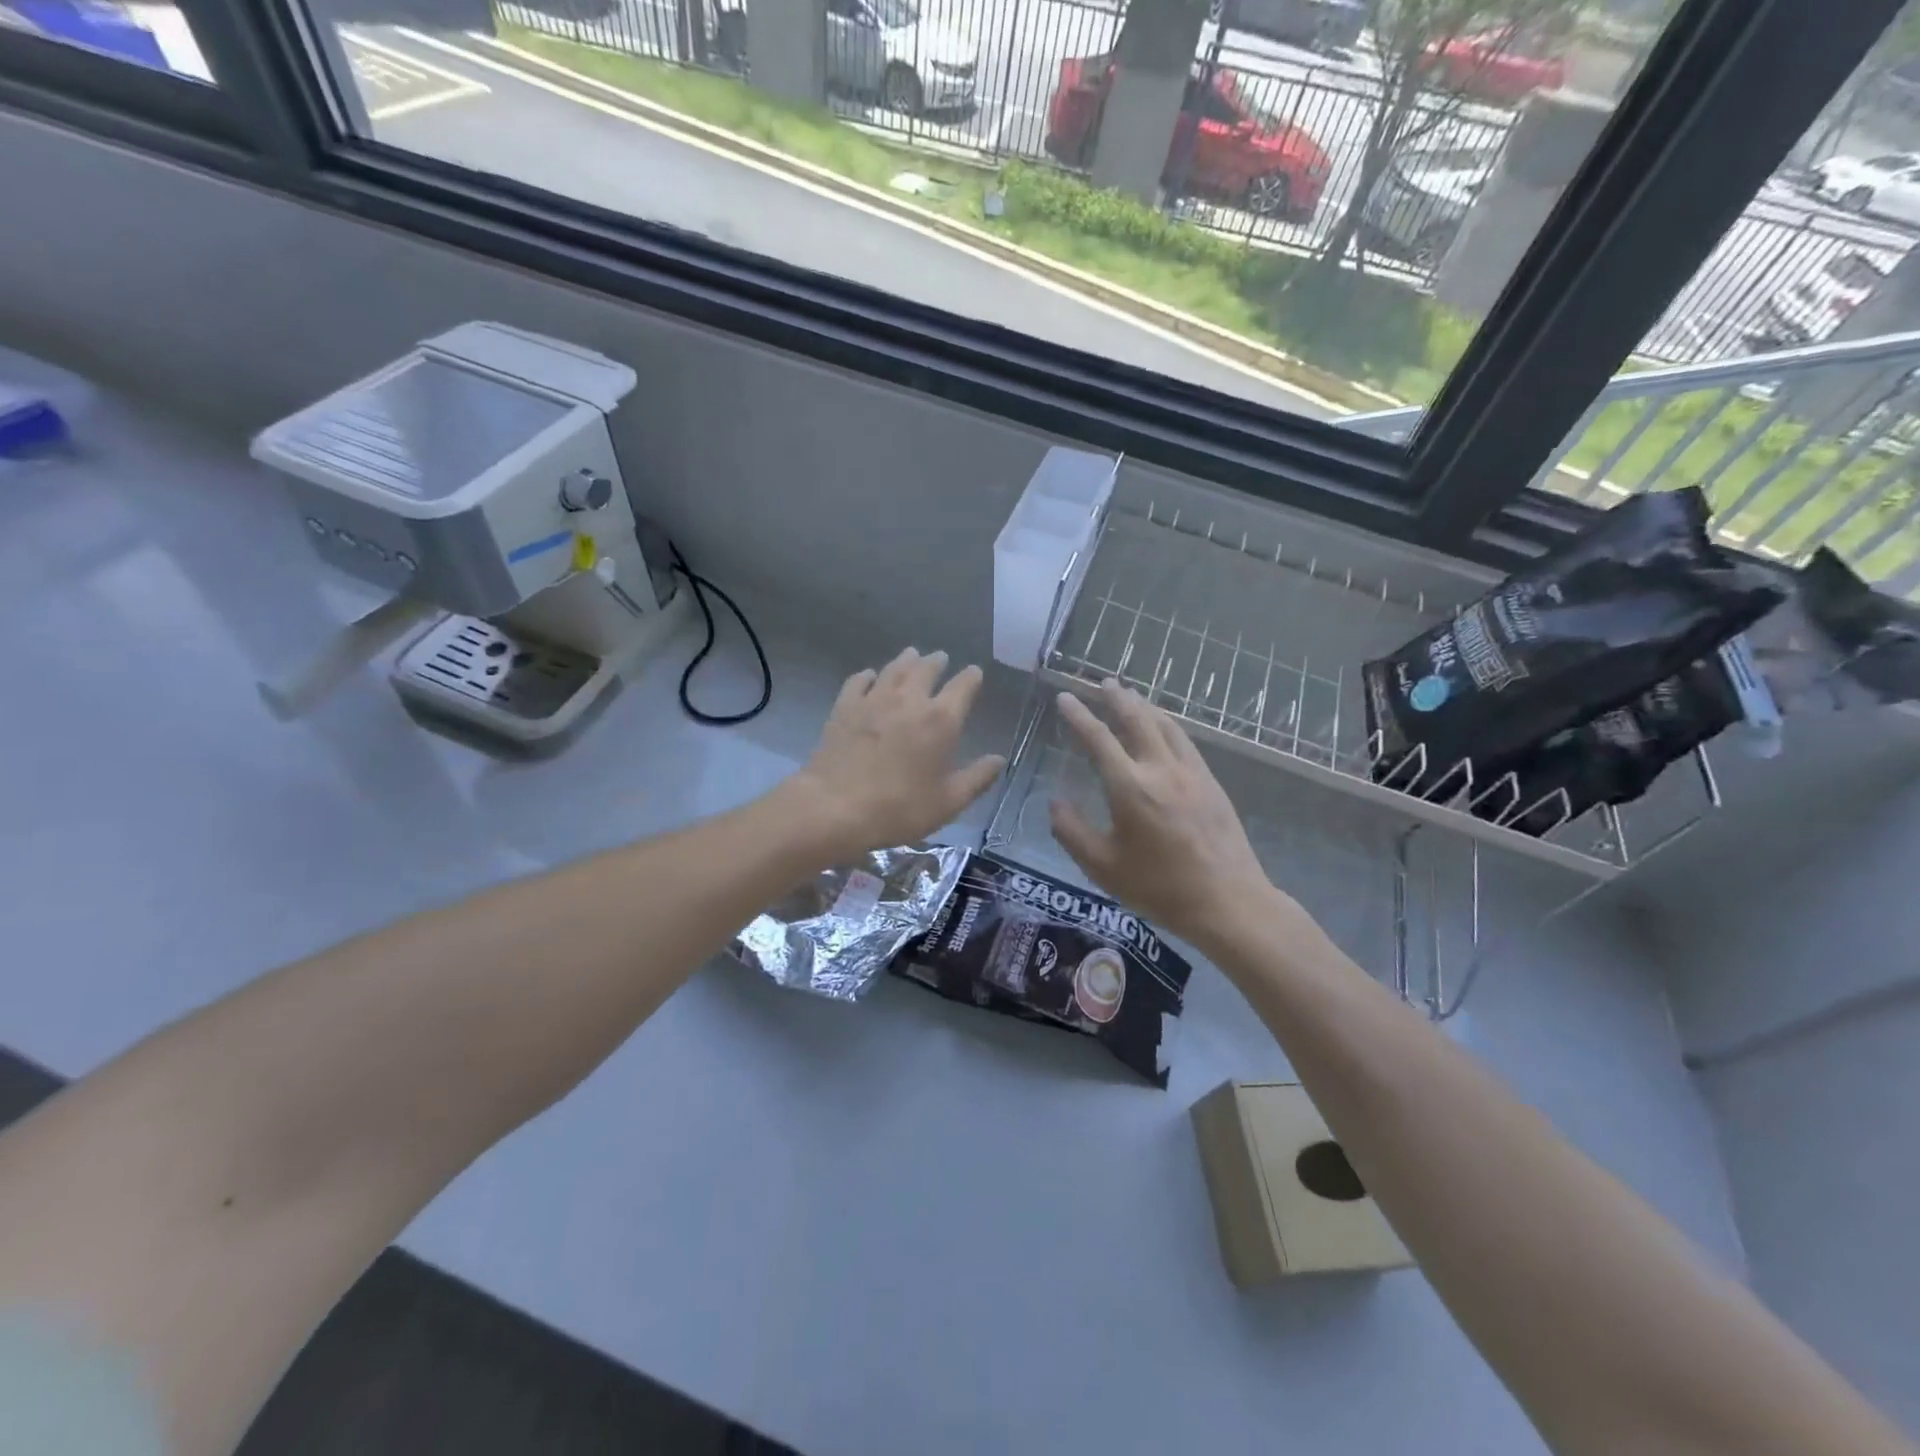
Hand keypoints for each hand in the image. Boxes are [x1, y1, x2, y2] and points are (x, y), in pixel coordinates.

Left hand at [793, 649, 1005, 857]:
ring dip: (907, 660)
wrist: (835, 807)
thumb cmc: (899, 808)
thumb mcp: (948, 802)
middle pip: (927, 669)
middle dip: (937, 662)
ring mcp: (874, 700)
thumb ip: (977, 778)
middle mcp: (910, 700)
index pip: (963, 686)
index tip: (975, 673)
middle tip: (941, 658)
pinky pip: (859, 681)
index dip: (971, 677)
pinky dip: (869, 675)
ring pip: (894, 669)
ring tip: (912, 655)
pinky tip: (870, 676)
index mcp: (941, 720)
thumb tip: (1000, 760)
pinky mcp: (845, 707)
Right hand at [1049, 680, 1282, 954]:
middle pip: (1136, 719)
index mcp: (1130, 788)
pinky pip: (1184, 740)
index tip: (1065, 697)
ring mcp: (1191, 772)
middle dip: (1116, 698)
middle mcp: (1161, 769)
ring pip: (1165, 725)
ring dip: (1144, 705)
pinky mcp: (1211, 782)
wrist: (1227, 901)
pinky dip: (1167, 723)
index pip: (1098, 739)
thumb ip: (1072, 832)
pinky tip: (1164, 727)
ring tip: (1129, 694)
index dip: (1079, 716)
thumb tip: (1055, 803)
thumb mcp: (1102, 867)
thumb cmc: (1159, 888)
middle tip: (1101, 681)